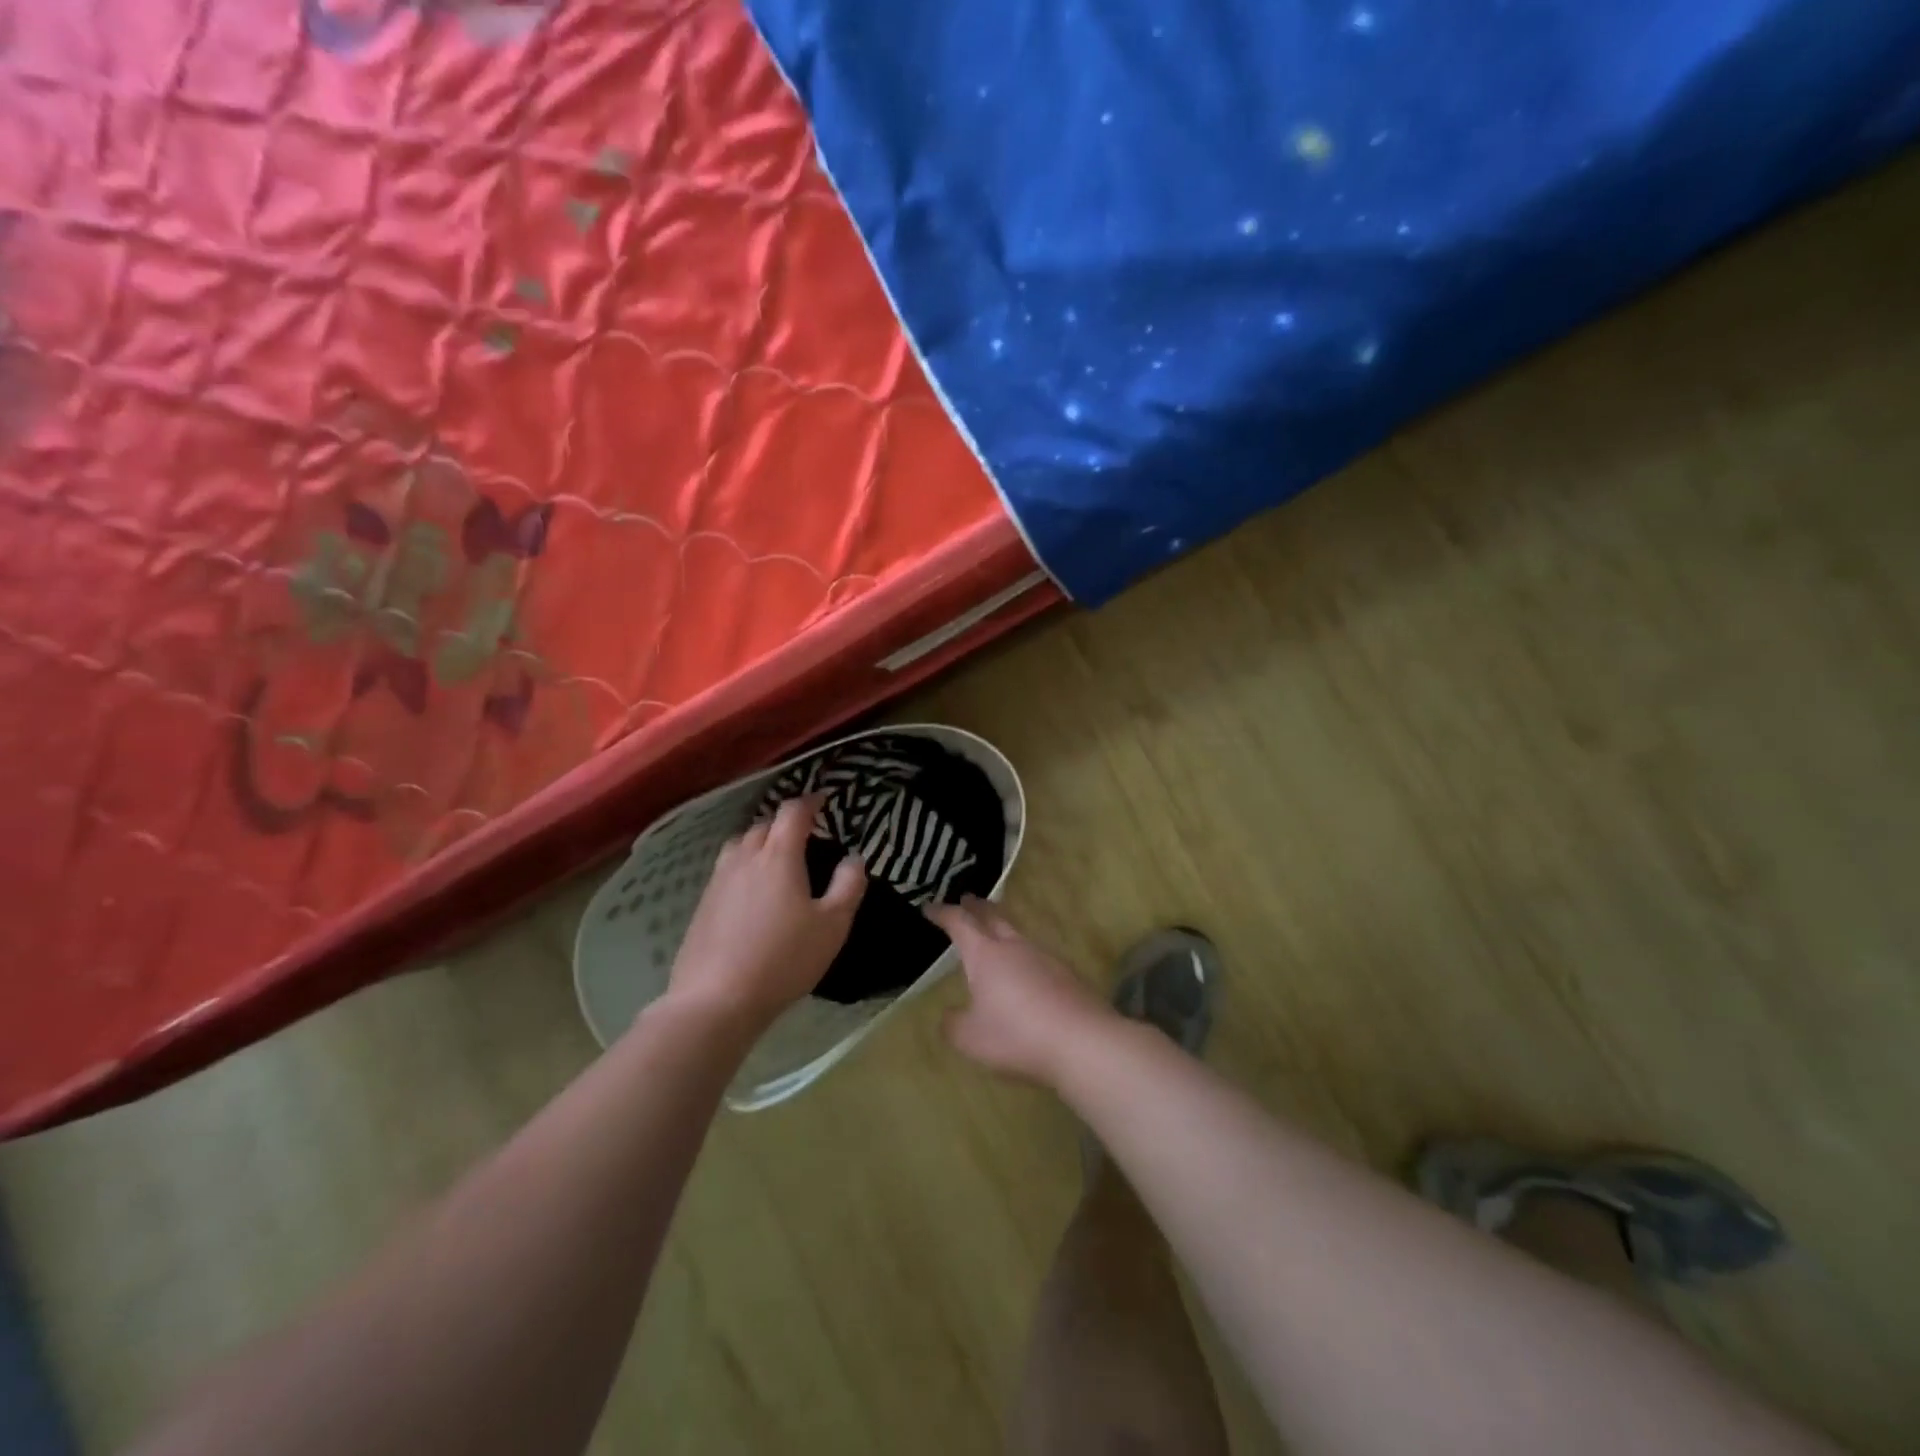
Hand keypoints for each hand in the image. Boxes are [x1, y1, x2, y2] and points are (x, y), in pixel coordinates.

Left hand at [667, 794, 865, 1029]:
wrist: (716, 1000)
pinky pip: (726, 870)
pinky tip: (751, 893)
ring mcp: (718, 880)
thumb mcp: (833, 925)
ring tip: (775, 860)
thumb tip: (854, 857)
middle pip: (763, 824)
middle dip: (785, 823)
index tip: (824, 800)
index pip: (793, 812)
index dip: (810, 801)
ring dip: (759, 842)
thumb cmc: (784, 959)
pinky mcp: (702, 904)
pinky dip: (743, 867)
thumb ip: (849, 885)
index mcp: (778, 855)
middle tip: (805, 836)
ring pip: (740, 845)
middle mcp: (745, 858)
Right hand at [926, 897, 1117, 1087]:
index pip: (960, 923)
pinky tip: (1026, 971)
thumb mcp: (971, 1038)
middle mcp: (1014, 946)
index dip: (943, 913)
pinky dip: (1024, 956)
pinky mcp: (1066, 973)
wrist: (1082, 1040)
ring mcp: (1044, 956)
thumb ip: (954, 1025)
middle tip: (968, 900)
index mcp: (985, 955)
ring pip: (1018, 934)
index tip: (930, 907)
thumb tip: (949, 1015)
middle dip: (977, 908)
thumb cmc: (1017, 1035)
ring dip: (1003, 929)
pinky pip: (1038, 955)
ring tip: (995, 934)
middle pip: (993, 917)